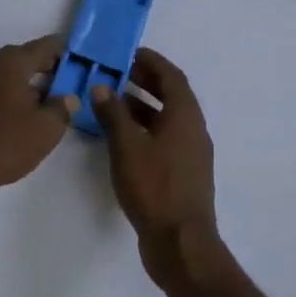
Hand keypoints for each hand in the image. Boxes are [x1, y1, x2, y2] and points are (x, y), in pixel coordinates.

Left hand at [0, 36, 78, 200]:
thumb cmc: (3, 143)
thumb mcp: (45, 130)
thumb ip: (62, 109)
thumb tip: (67, 97)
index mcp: (12, 62)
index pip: (46, 46)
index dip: (66, 53)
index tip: (81, 64)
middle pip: (25, 59)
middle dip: (47, 70)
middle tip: (67, 87)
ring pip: (8, 77)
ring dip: (28, 86)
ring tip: (46, 106)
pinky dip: (10, 99)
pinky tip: (18, 120)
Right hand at [91, 49, 221, 291]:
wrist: (180, 243)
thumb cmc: (154, 188)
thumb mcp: (126, 147)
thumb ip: (113, 114)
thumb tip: (102, 87)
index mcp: (185, 117)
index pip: (171, 76)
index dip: (151, 61)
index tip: (128, 53)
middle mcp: (193, 130)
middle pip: (171, 95)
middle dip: (145, 81)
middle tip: (117, 74)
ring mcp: (190, 154)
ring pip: (167, 119)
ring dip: (143, 106)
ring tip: (112, 102)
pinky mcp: (182, 174)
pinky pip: (164, 138)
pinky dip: (145, 129)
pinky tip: (121, 138)